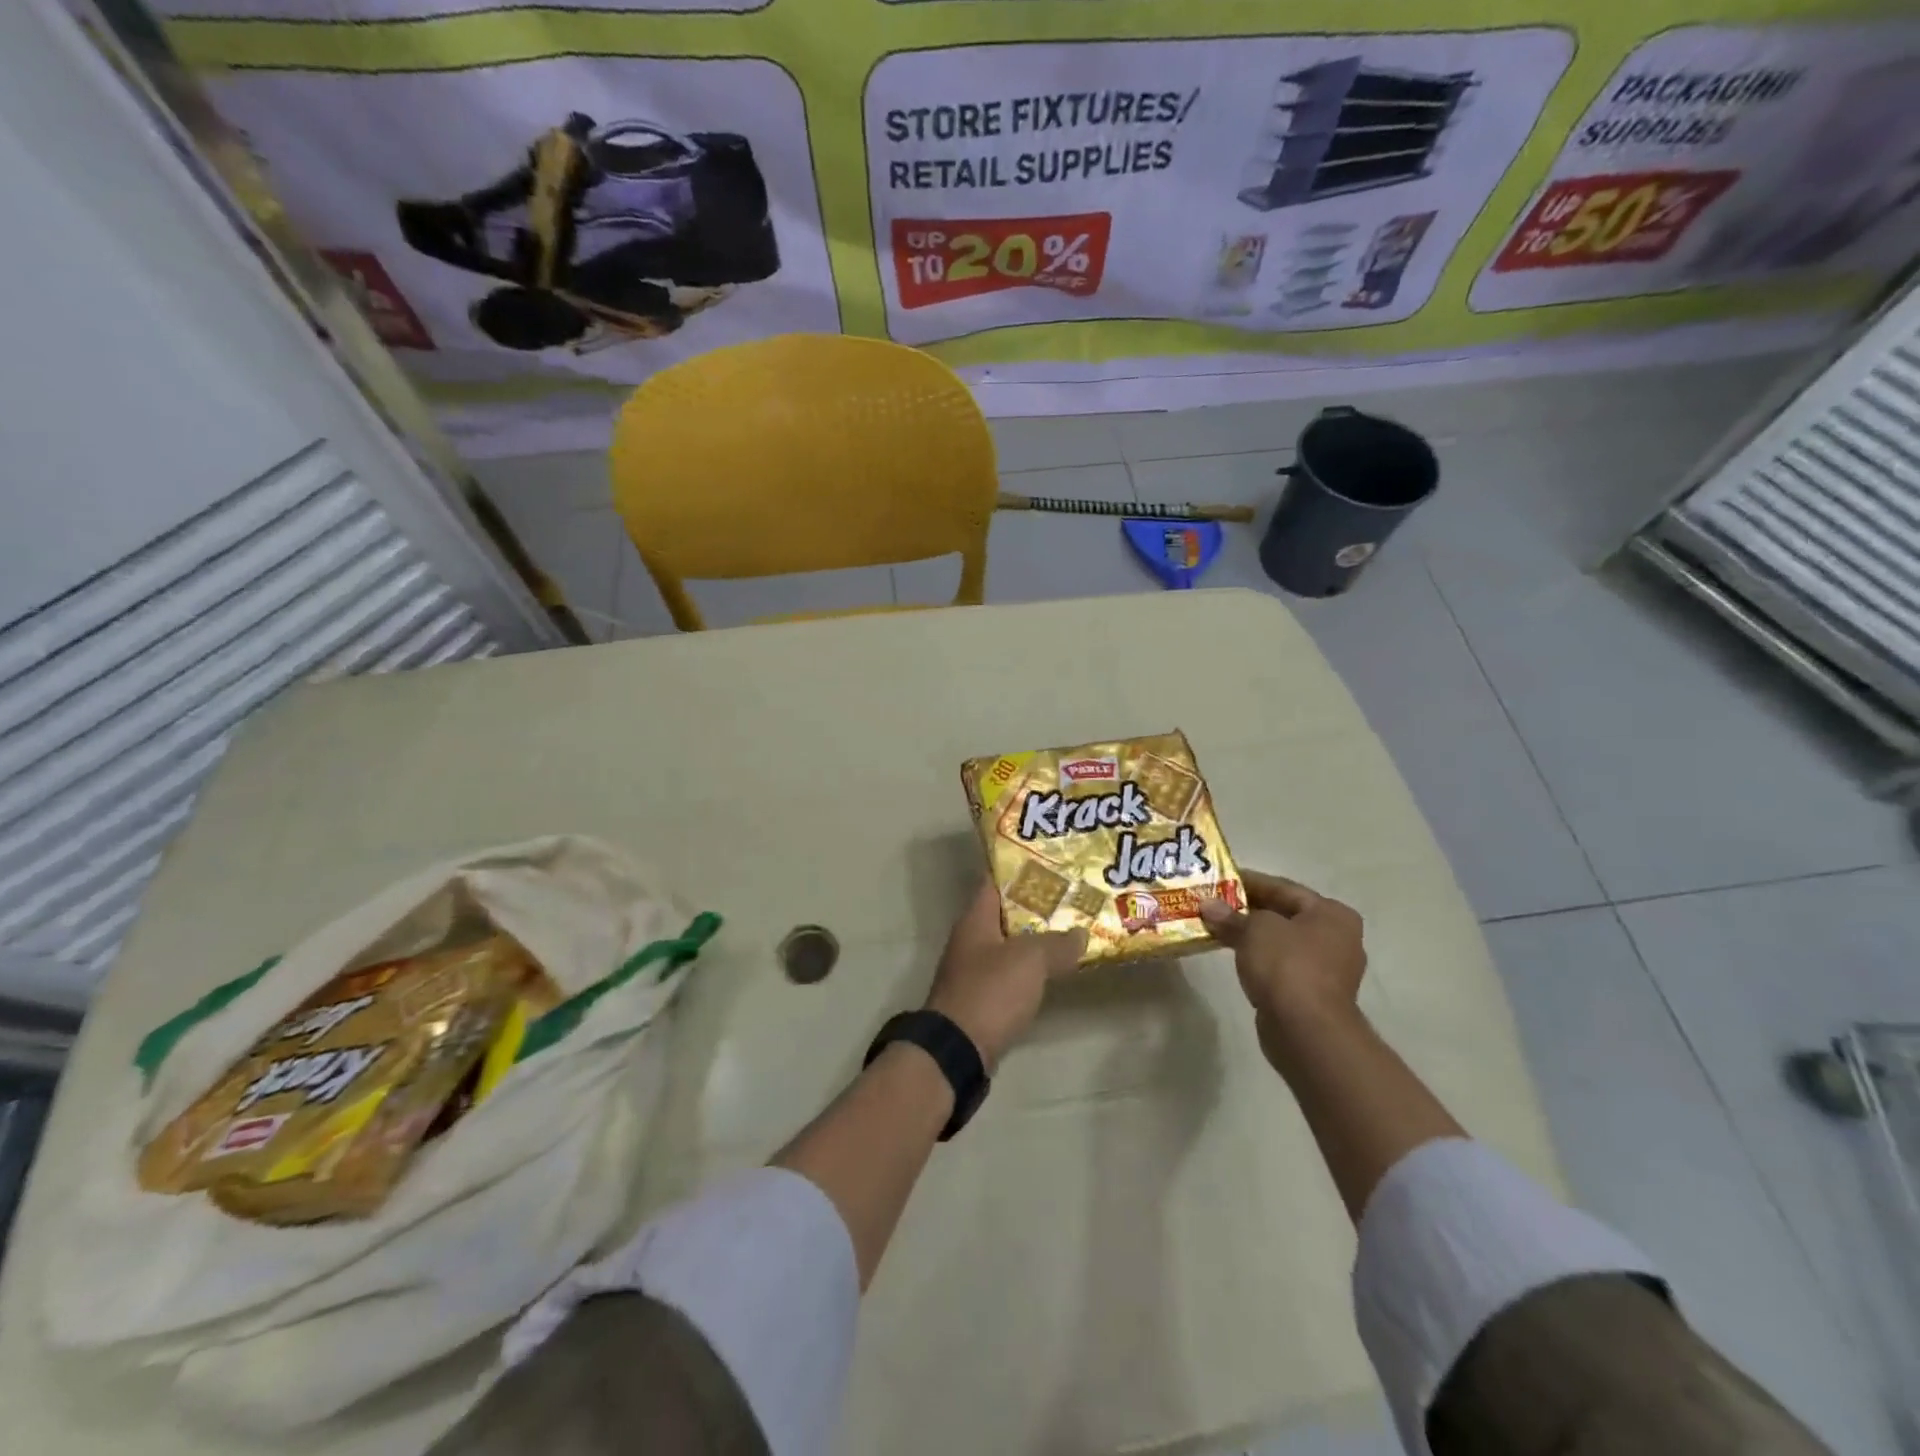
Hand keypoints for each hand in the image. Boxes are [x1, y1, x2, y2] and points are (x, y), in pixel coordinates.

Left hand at [925, 883, 1087, 1069]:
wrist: (958, 1051)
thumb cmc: (990, 992)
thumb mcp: (1030, 960)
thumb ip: (1057, 944)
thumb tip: (1080, 934)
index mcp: (975, 920)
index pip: (995, 882)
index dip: (1020, 872)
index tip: (1050, 865)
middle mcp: (971, 940)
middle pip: (1006, 914)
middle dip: (1036, 907)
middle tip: (1071, 899)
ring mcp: (974, 971)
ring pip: (1009, 946)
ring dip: (1035, 940)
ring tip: (1070, 932)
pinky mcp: (982, 1000)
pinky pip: (1010, 975)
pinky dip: (1031, 970)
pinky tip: (1054, 972)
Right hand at [1200, 870, 1366, 1065]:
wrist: (1306, 1030)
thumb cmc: (1287, 966)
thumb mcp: (1254, 930)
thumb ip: (1230, 915)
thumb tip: (1208, 906)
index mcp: (1332, 914)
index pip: (1284, 888)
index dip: (1249, 881)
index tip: (1219, 879)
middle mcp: (1337, 938)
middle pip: (1284, 915)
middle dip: (1247, 909)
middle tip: (1214, 903)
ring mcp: (1328, 969)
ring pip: (1281, 942)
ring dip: (1251, 935)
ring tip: (1216, 927)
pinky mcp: (1313, 995)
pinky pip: (1281, 966)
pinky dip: (1258, 958)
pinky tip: (1233, 955)